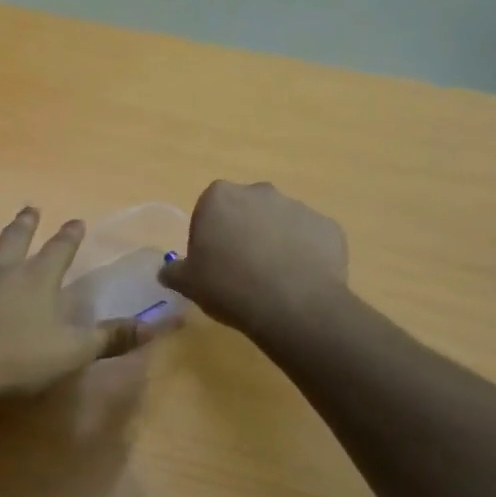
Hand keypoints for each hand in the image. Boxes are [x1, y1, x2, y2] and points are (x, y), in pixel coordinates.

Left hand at [0, 203, 156, 402]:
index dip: (70, 236)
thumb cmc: (17, 360)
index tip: (76, 220)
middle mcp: (1, 269)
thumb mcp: (74, 352)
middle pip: (15, 238)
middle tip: (30, 206)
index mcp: (37, 280)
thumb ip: (113, 337)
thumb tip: (159, 324)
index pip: (60, 250)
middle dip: (25, 222)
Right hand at [158, 181, 348, 333]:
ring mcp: (298, 206)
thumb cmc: (229, 286)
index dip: (210, 236)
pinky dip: (306, 254)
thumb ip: (174, 271)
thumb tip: (167, 271)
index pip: (209, 210)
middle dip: (244, 232)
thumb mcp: (188, 283)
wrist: (292, 305)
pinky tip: (300, 282)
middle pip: (247, 210)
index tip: (213, 263)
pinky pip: (310, 239)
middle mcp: (260, 191)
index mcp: (220, 196)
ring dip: (276, 242)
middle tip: (242, 270)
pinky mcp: (328, 226)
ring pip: (280, 223)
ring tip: (274, 280)